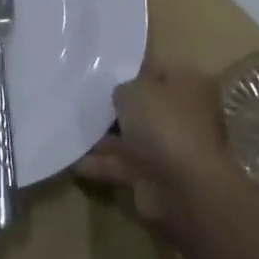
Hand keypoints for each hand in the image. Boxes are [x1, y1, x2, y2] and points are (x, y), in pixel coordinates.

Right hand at [76, 62, 242, 226]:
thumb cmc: (162, 124)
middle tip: (83, 98)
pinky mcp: (153, 177)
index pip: (158, 70)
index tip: (104, 71)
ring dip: (104, 137)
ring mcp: (169, 149)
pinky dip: (100, 163)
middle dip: (117, 106)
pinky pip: (121, 164)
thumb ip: (122, 88)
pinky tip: (73, 159)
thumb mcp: (134, 90)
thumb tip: (121, 95)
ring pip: (132, 137)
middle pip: (145, 106)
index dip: (132, 70)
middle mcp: (182, 116)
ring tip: (70, 127)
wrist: (182, 189)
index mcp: (188, 86)